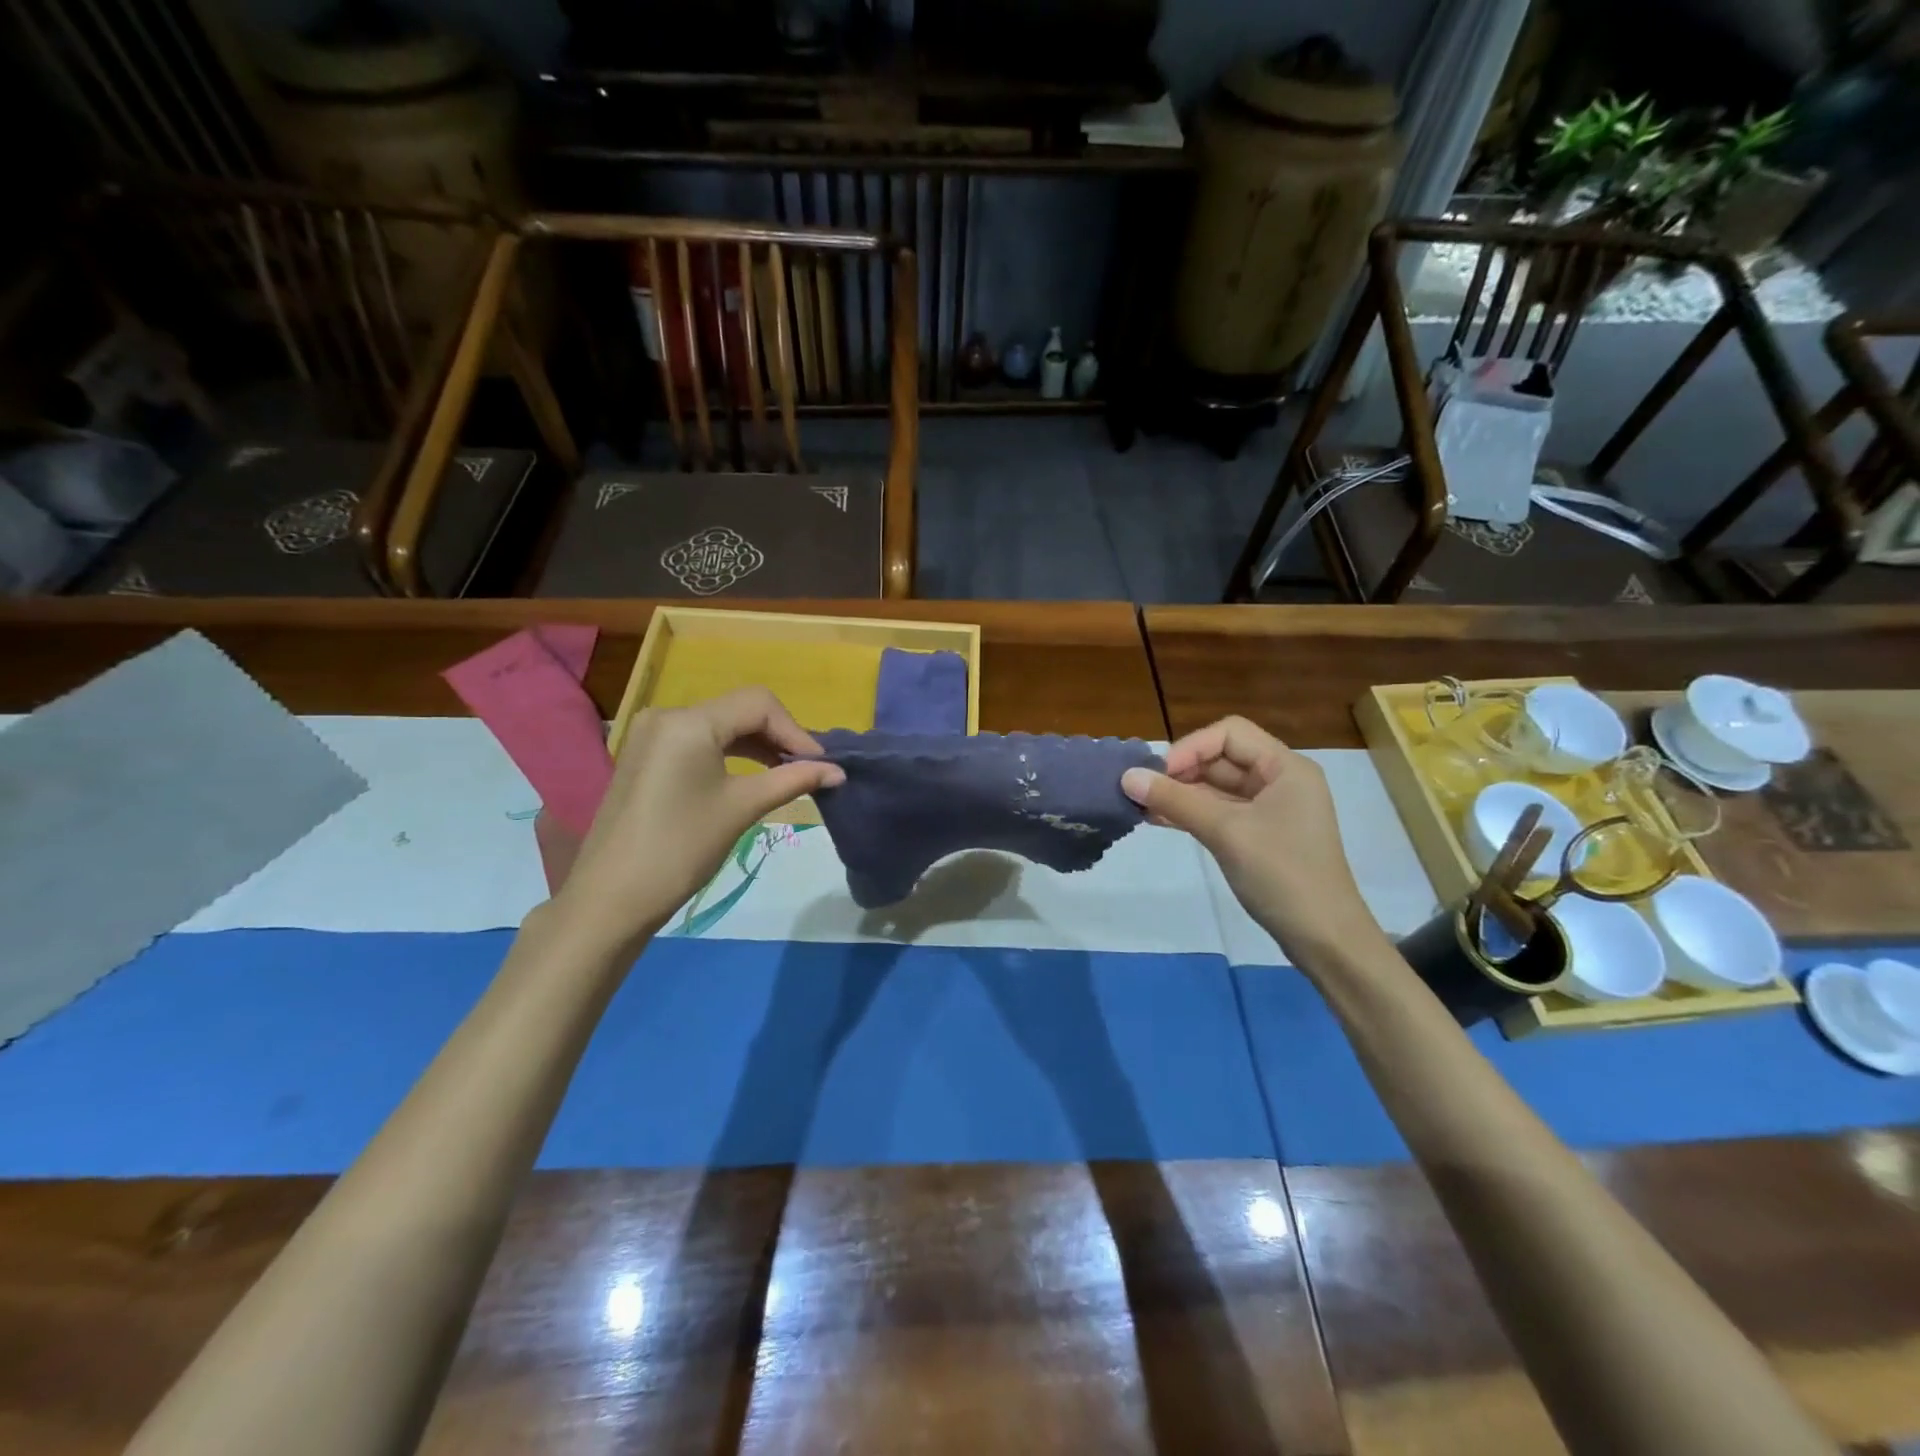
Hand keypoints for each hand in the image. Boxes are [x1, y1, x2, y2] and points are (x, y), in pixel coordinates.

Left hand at [550, 688, 843, 952]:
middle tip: (810, 771)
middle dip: (779, 736)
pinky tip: (753, 775)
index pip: (759, 704)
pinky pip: (700, 741)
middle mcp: (667, 715)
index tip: (822, 765)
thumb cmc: (681, 848)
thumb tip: (838, 772)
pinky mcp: (647, 756)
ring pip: (721, 725)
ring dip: (758, 745)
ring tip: (788, 774)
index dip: (796, 731)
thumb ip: (793, 780)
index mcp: (689, 721)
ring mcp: (653, 735)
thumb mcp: (742, 808)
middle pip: (740, 709)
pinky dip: (731, 753)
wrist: (611, 898)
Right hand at [1121, 717, 1382, 964]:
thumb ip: (1176, 800)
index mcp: (1286, 767)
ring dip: (1180, 794)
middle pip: (1221, 758)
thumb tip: (1126, 776)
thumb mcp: (1226, 832)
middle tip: (1142, 791)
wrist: (1324, 938)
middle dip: (1180, 772)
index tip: (1158, 775)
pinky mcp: (1259, 835)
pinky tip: (1158, 820)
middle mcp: (1280, 780)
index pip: (1229, 734)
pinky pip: (1219, 812)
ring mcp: (1270, 809)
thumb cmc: (1282, 875)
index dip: (1190, 747)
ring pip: (1216, 787)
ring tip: (1141, 806)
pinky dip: (1191, 813)